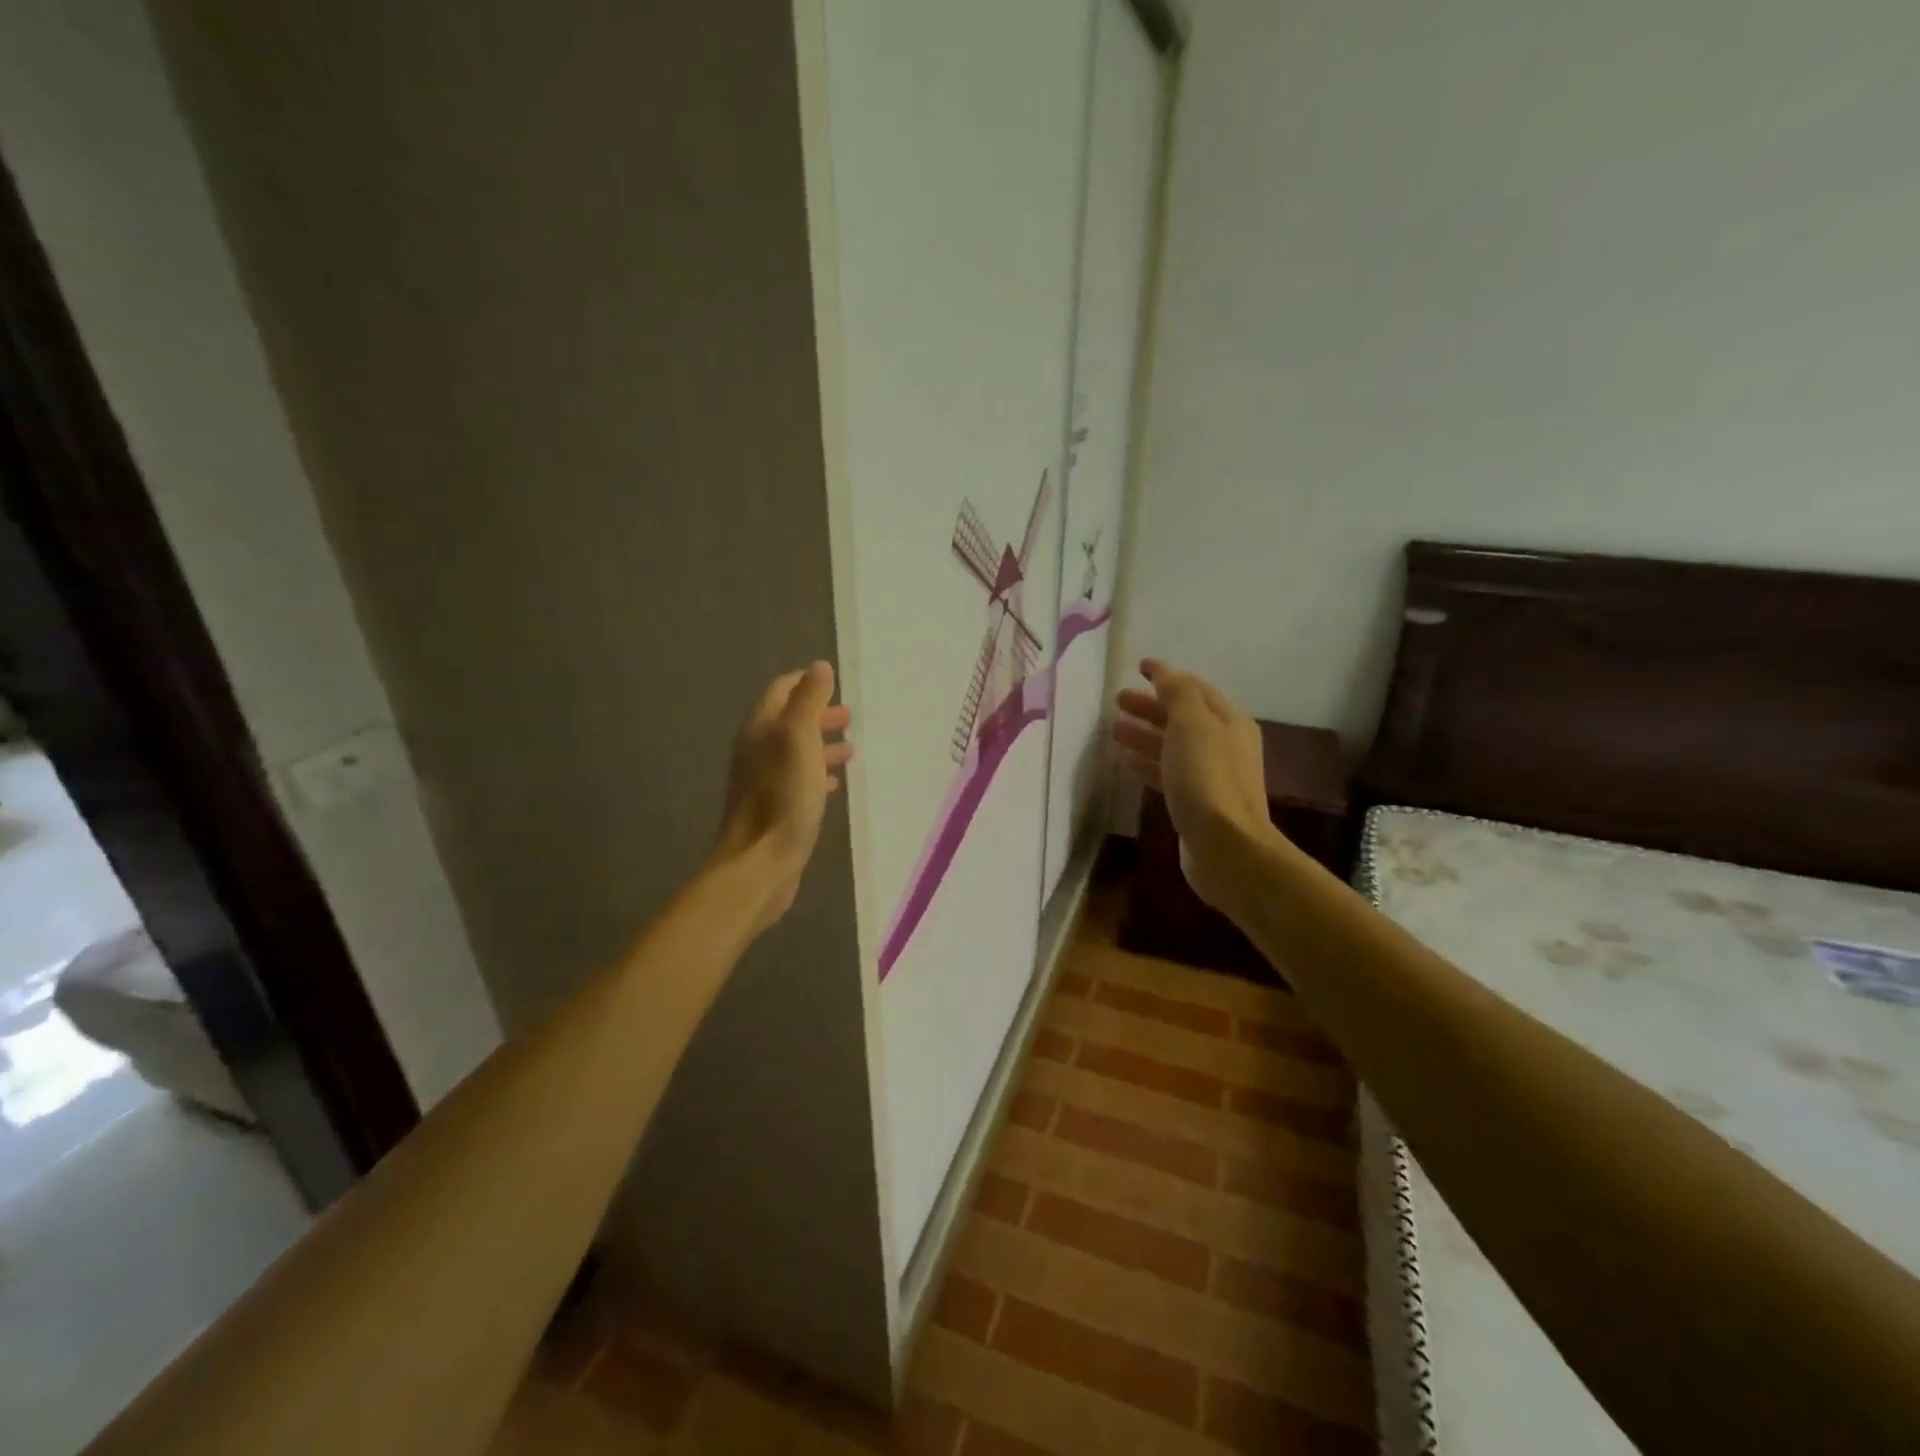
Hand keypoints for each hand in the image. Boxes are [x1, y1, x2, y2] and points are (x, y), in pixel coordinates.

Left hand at [714, 661, 852, 932]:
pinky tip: (834, 783)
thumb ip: (808, 701)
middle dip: (818, 715)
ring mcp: (763, 781)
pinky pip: (797, 780)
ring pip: (795, 752)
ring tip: (849, 750)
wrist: (761, 861)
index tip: (833, 685)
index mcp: (760, 729)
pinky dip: (816, 773)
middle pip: (788, 721)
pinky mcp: (774, 808)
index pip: (781, 691)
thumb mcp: (799, 739)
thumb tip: (819, 667)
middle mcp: (757, 750)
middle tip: (848, 718)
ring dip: (821, 745)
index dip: (806, 684)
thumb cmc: (783, 796)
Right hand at [1112, 659, 1271, 908]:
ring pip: (1173, 746)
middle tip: (1118, 701)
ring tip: (1115, 730)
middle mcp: (1224, 745)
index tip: (1139, 667)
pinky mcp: (1196, 802)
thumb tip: (1164, 673)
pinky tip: (1127, 763)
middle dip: (1151, 706)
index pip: (1195, 688)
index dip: (1167, 676)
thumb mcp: (1192, 724)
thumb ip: (1177, 693)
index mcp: (1228, 721)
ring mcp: (1211, 775)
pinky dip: (1148, 763)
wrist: (1225, 845)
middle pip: (1183, 717)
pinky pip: (1168, 773)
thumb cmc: (1207, 778)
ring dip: (1145, 734)